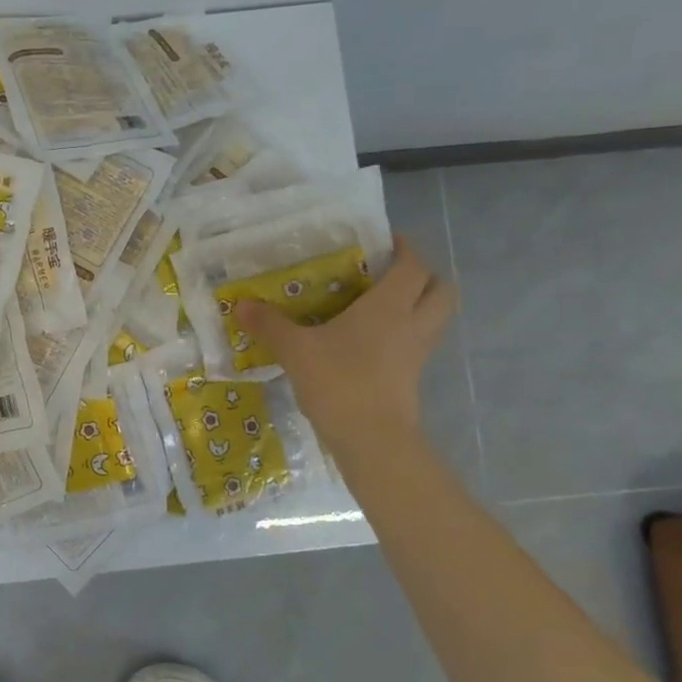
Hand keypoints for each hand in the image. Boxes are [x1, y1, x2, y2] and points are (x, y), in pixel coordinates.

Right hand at [234, 236, 455, 454]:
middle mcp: (412, 324)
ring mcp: (416, 354)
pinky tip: (371, 343)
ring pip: (434, 318)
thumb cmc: (339, 381)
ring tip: (380, 306)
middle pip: (441, 289)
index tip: (386, 242)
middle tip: (390, 274)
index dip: (406, 249)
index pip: (413, 265)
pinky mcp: (411, 379)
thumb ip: (269, 325)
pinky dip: (404, 335)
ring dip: (418, 305)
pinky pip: (417, 344)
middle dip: (423, 276)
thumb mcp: (295, 349)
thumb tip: (240, 305)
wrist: (371, 439)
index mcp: (390, 306)